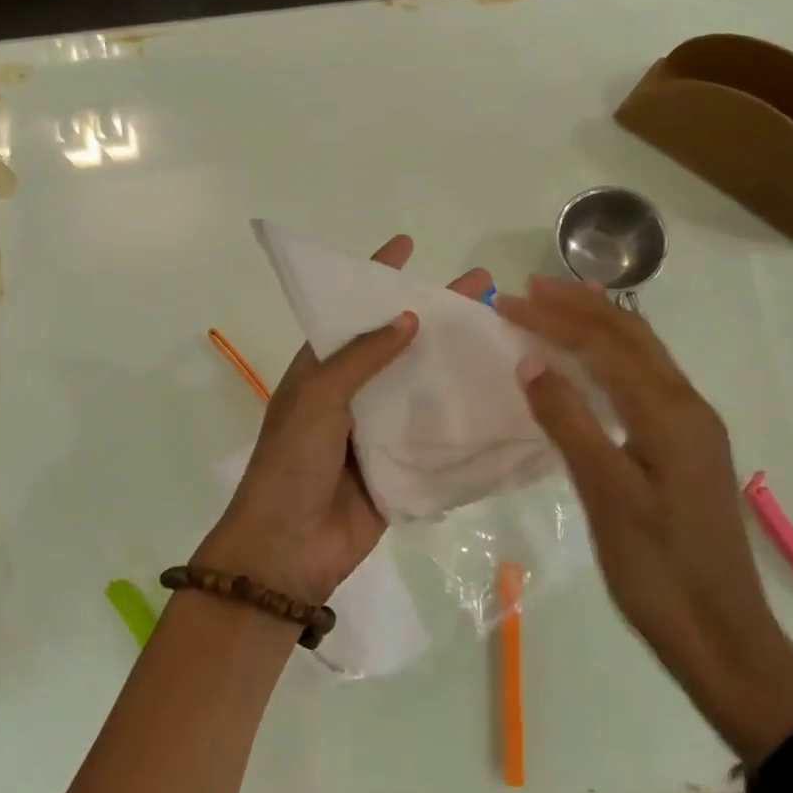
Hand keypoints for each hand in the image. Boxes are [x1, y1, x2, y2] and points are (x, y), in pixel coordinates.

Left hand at [199, 236, 491, 605]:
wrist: (288, 550)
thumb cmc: (291, 463)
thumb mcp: (317, 397)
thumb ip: (362, 358)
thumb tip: (409, 318)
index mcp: (323, 367)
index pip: (352, 310)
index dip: (377, 276)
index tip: (409, 243)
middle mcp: (353, 391)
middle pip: (400, 342)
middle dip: (437, 312)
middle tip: (483, 285)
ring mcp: (379, 428)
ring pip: (423, 384)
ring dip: (455, 361)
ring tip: (503, 333)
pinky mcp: (402, 464)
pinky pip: (435, 432)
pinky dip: (462, 414)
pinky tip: (501, 395)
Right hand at [496, 277, 792, 759]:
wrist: (722, 633)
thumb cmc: (658, 569)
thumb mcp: (606, 495)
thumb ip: (570, 423)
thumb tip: (532, 361)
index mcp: (669, 412)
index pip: (604, 344)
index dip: (554, 318)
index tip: (507, 303)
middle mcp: (687, 406)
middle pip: (631, 336)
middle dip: (579, 306)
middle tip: (528, 289)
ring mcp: (693, 427)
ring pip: (643, 356)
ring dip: (598, 327)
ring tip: (557, 309)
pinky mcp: (688, 448)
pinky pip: (646, 382)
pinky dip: (612, 360)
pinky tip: (591, 368)